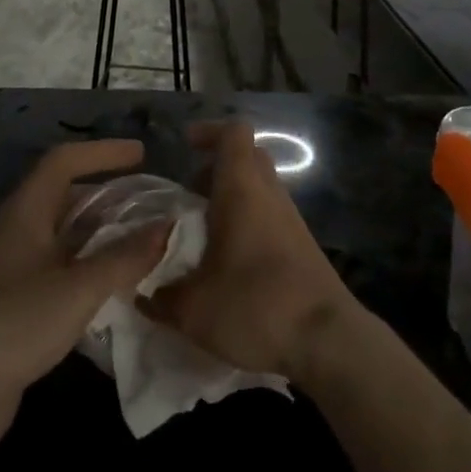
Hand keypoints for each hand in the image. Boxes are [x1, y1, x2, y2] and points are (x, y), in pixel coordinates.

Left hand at [0, 139, 168, 468]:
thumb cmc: (16, 322)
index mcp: (25, 211)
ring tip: (142, 242)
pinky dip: (90, 267)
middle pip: (65, 196)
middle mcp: (17, 231)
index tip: (141, 155)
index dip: (103, 152)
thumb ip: (125, 257)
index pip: (64, 161)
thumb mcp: (79, 287)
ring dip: (102, 233)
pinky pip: (61, 268)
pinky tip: (117, 286)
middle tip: (149, 204)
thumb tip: (167, 226)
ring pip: (65, 235)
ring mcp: (14, 268)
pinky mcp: (16, 303)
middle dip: (108, 194)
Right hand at [142, 119, 359, 380]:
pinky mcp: (302, 246)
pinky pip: (270, 215)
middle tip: (189, 191)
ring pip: (260, 187)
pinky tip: (228, 259)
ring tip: (203, 230)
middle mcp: (269, 194)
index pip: (233, 133)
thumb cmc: (256, 305)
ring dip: (233, 196)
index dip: (209, 131)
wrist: (328, 340)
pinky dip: (248, 222)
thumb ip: (162, 298)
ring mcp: (291, 219)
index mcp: (242, 189)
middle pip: (248, 157)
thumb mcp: (194, 309)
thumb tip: (142, 294)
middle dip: (217, 166)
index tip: (185, 146)